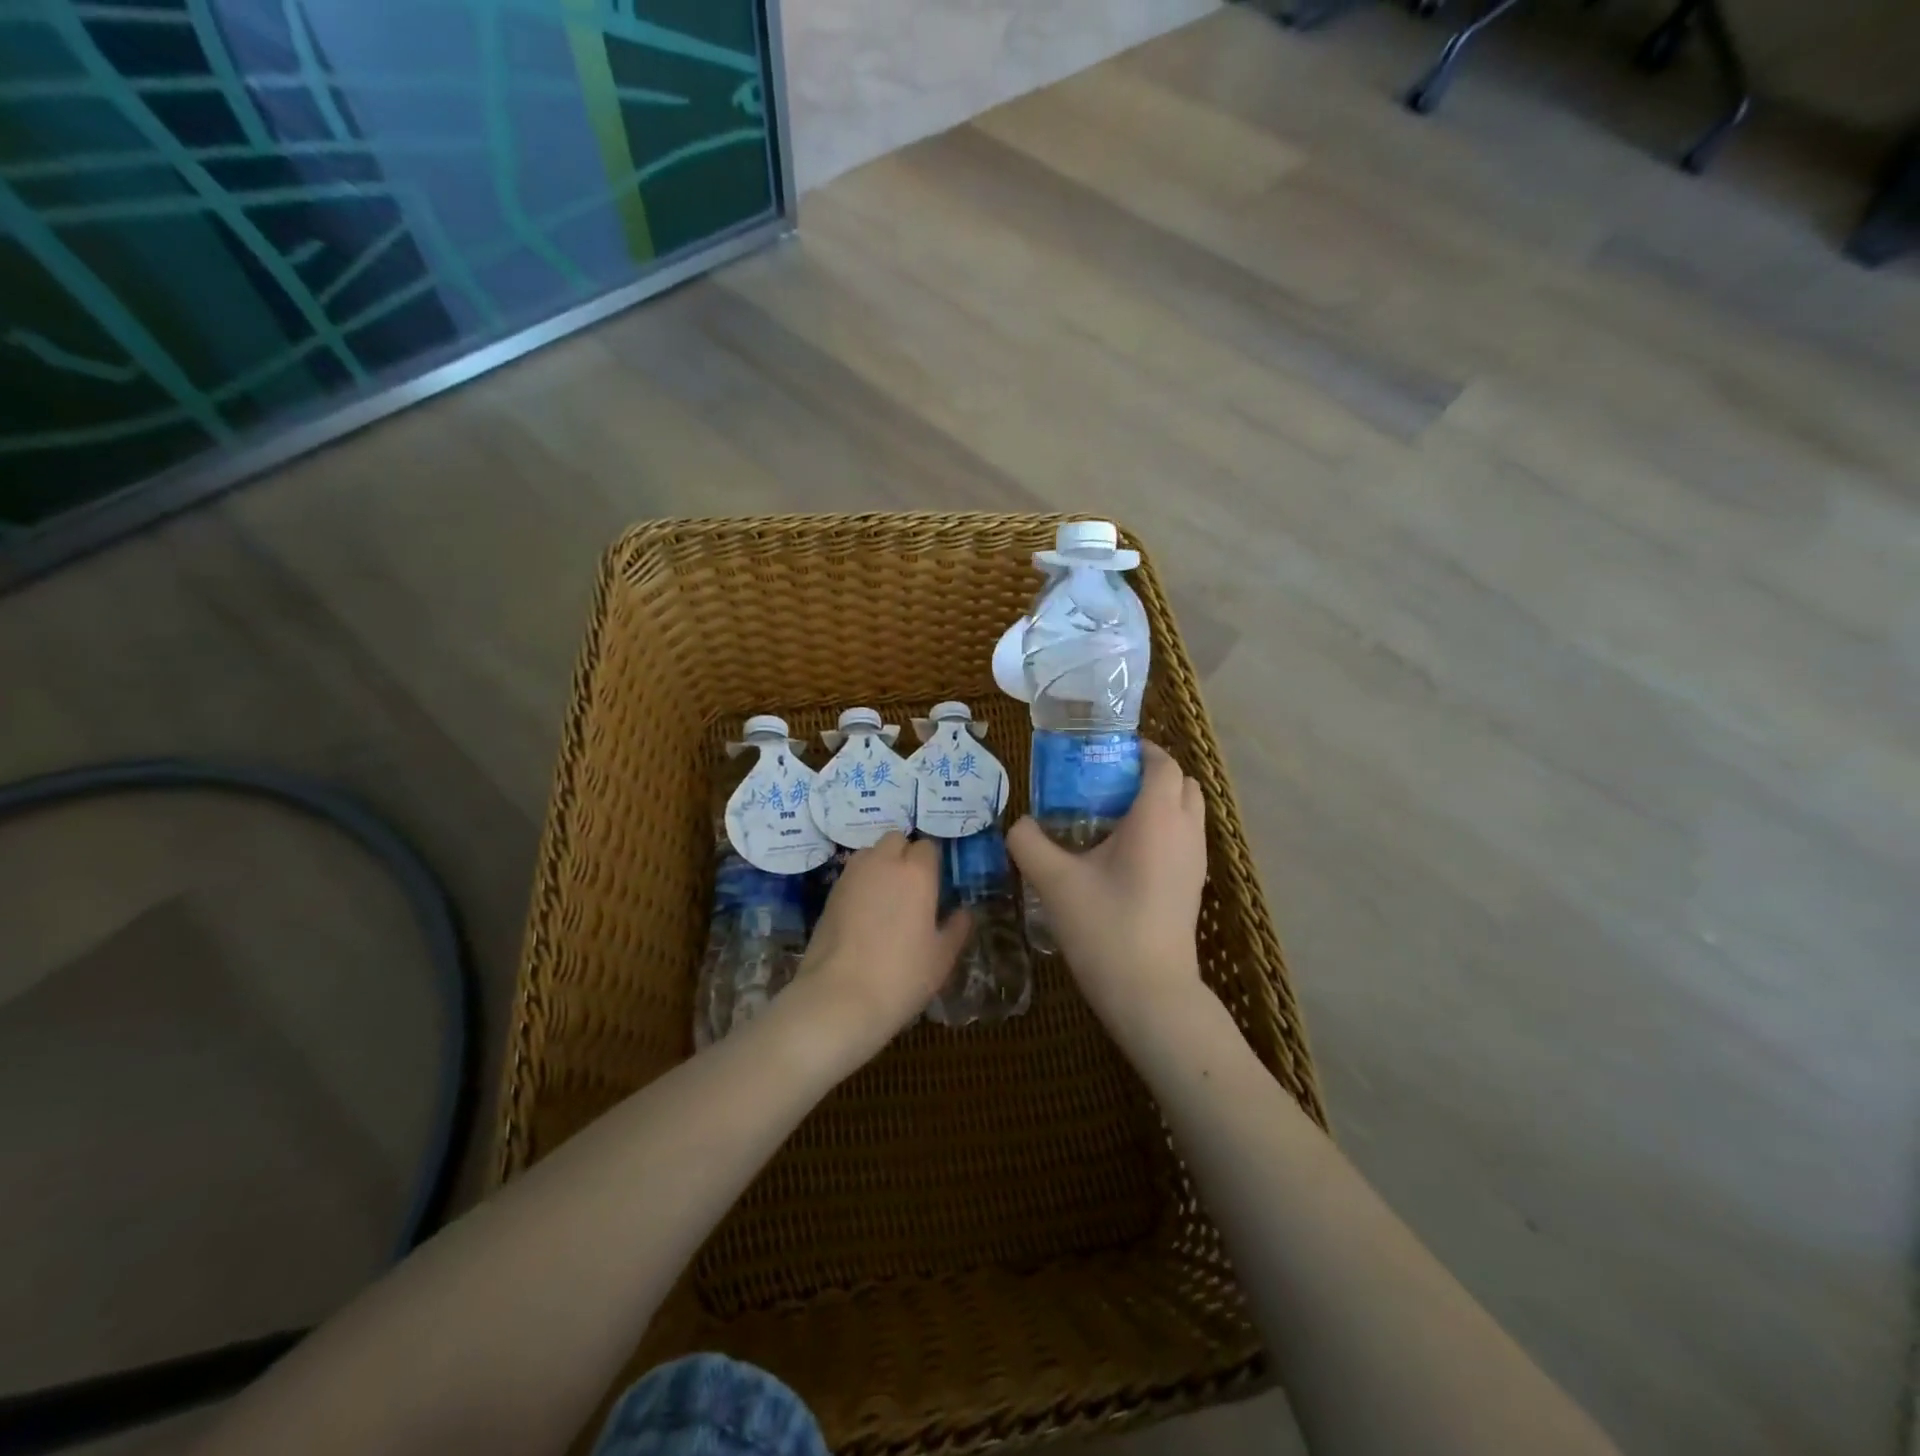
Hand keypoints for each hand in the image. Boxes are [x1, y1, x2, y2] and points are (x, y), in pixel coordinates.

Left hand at [789, 833, 971, 1060]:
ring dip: (880, 864)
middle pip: (896, 840)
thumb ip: (956, 928)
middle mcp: (883, 863)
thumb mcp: (941, 957)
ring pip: (870, 853)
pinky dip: (861, 883)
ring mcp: (851, 876)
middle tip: (912, 887)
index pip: (928, 847)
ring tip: (886, 898)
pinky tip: (864, 914)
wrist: (839, 997)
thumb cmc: (901, 976)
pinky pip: (852, 875)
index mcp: (916, 873)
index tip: (936, 887)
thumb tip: (964, 912)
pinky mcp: (829, 893)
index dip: (932, 864)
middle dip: (904, 854)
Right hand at [1006, 741, 1208, 1034]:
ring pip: (1187, 810)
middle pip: (1181, 782)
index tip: (1104, 753)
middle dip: (1149, 772)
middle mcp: (1186, 831)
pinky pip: (1185, 837)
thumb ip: (1029, 844)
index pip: (1163, 763)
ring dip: (1158, 801)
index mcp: (1158, 818)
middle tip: (1105, 782)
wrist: (1150, 994)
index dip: (1139, 750)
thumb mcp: (1055, 883)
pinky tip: (1124, 854)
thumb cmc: (1105, 928)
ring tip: (1112, 816)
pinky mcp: (1194, 885)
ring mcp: (1196, 860)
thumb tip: (1019, 825)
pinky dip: (1164, 828)